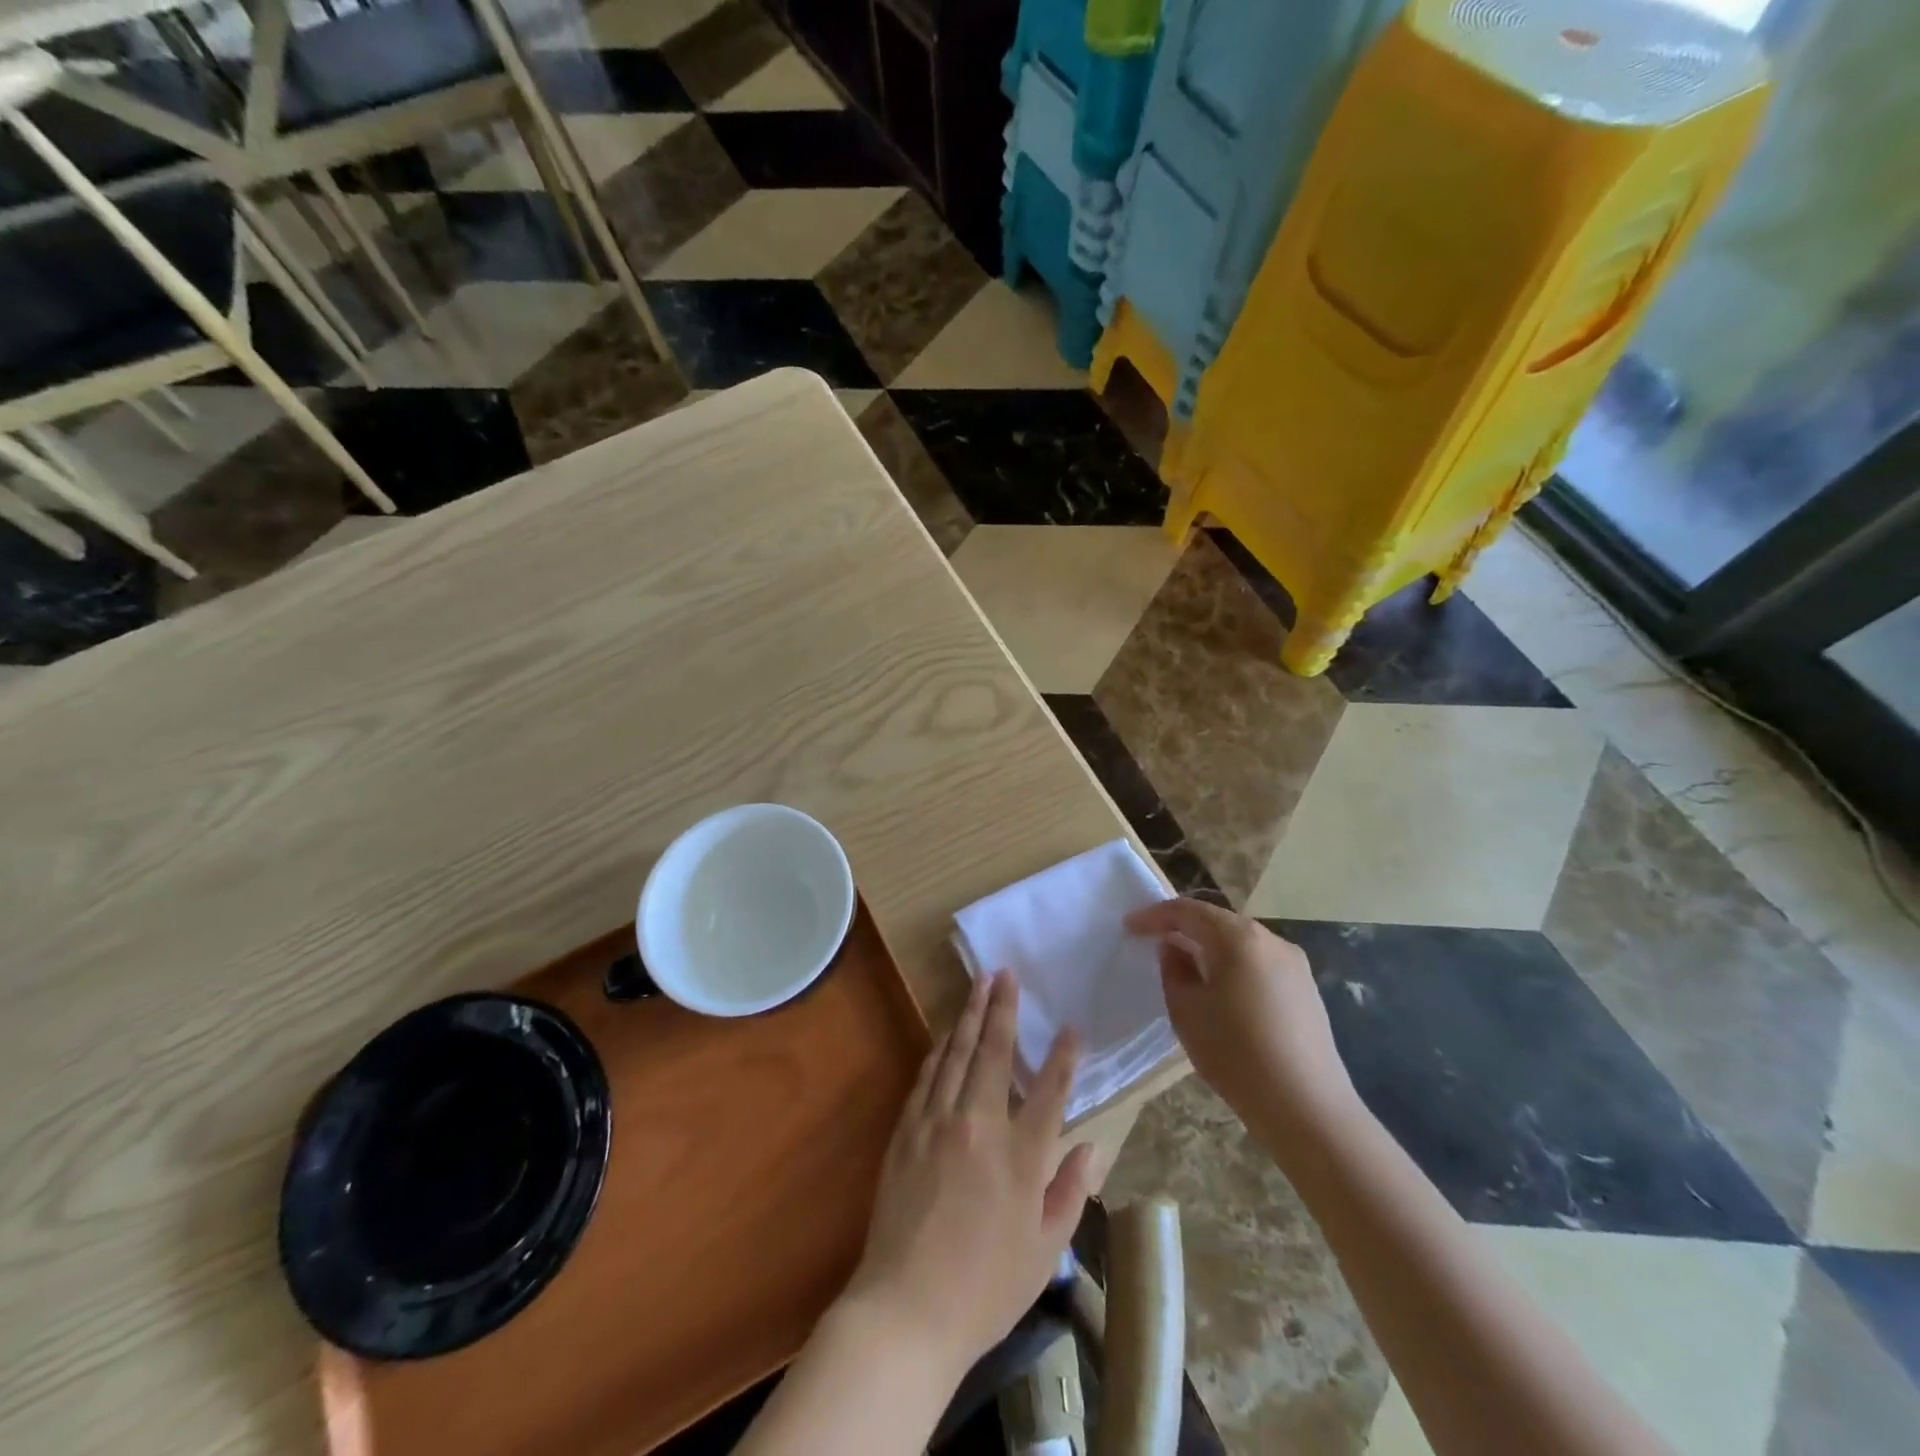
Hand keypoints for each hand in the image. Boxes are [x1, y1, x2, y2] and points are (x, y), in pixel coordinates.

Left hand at [839, 971, 1093, 1380]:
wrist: (906, 1311)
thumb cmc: (985, 1289)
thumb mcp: (1044, 1250)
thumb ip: (1070, 1192)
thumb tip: (1091, 1147)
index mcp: (1020, 1156)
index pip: (1049, 1091)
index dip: (1064, 1057)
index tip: (1071, 1027)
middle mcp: (978, 1126)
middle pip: (993, 1053)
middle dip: (1002, 1008)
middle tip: (1006, 973)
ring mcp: (937, 1124)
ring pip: (955, 1055)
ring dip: (969, 1016)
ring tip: (979, 985)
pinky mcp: (906, 1132)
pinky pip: (927, 1078)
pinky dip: (940, 1052)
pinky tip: (945, 1036)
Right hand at [1124, 898, 1357, 1137]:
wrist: (1307, 1109)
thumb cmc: (1235, 1054)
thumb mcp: (1186, 1011)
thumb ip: (1173, 970)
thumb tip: (1174, 948)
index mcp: (1238, 938)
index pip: (1188, 911)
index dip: (1155, 915)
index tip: (1129, 925)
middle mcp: (1271, 940)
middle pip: (1218, 921)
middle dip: (1184, 927)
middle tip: (1153, 940)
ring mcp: (1295, 965)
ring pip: (1241, 942)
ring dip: (1209, 946)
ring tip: (1184, 964)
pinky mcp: (1307, 990)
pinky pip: (1260, 963)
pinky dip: (1233, 965)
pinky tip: (1221, 990)